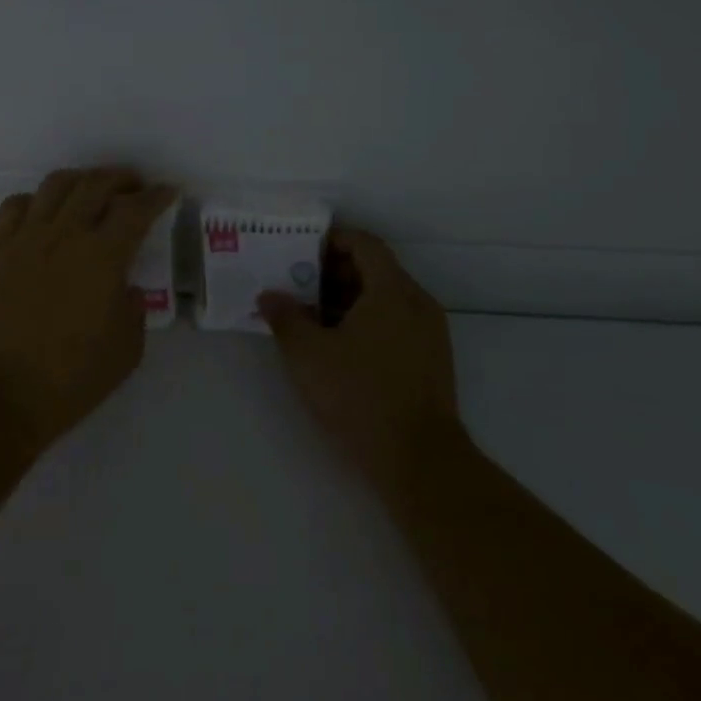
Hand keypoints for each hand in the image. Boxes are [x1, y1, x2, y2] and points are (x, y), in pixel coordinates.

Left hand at [0, 168, 175, 451]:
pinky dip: (35, 199)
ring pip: (55, 185)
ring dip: (81, 179)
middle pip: (95, 185)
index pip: (135, 210)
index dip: (156, 196)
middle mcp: (65, 234)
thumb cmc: (73, 377)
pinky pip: (15, 206)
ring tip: (92, 189)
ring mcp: (26, 238)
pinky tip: (43, 211)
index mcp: (103, 257)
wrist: (4, 392)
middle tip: (134, 186)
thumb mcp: (127, 349)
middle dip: (122, 178)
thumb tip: (124, 288)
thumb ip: (133, 309)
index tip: (168, 191)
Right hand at [259, 229, 461, 496]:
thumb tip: (268, 295)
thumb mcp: (307, 355)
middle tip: (298, 287)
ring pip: (386, 298)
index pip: (364, 244)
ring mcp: (430, 332)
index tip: (301, 252)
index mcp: (392, 290)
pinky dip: (367, 321)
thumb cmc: (359, 396)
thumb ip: (285, 318)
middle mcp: (417, 302)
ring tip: (312, 319)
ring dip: (349, 299)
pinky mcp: (432, 359)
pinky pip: (397, 322)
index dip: (332, 240)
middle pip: (375, 269)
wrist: (419, 459)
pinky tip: (339, 347)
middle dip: (334, 273)